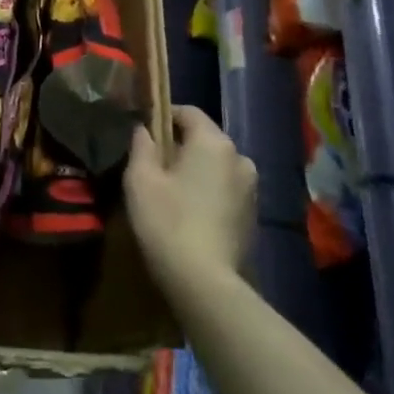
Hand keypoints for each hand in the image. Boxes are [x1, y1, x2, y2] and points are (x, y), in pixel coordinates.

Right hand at [125, 106, 257, 289]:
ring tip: (170, 191)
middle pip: (204, 139)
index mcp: (213, 142)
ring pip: (216, 165)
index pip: (188, 112)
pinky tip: (189, 212)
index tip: (144, 133)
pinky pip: (225, 188)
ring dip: (195, 170)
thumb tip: (143, 129)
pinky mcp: (253, 214)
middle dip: (180, 145)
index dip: (164, 116)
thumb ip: (141, 145)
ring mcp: (251, 187)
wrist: (204, 281)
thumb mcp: (140, 179)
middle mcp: (240, 157)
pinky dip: (208, 191)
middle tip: (153, 165)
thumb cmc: (167, 221)